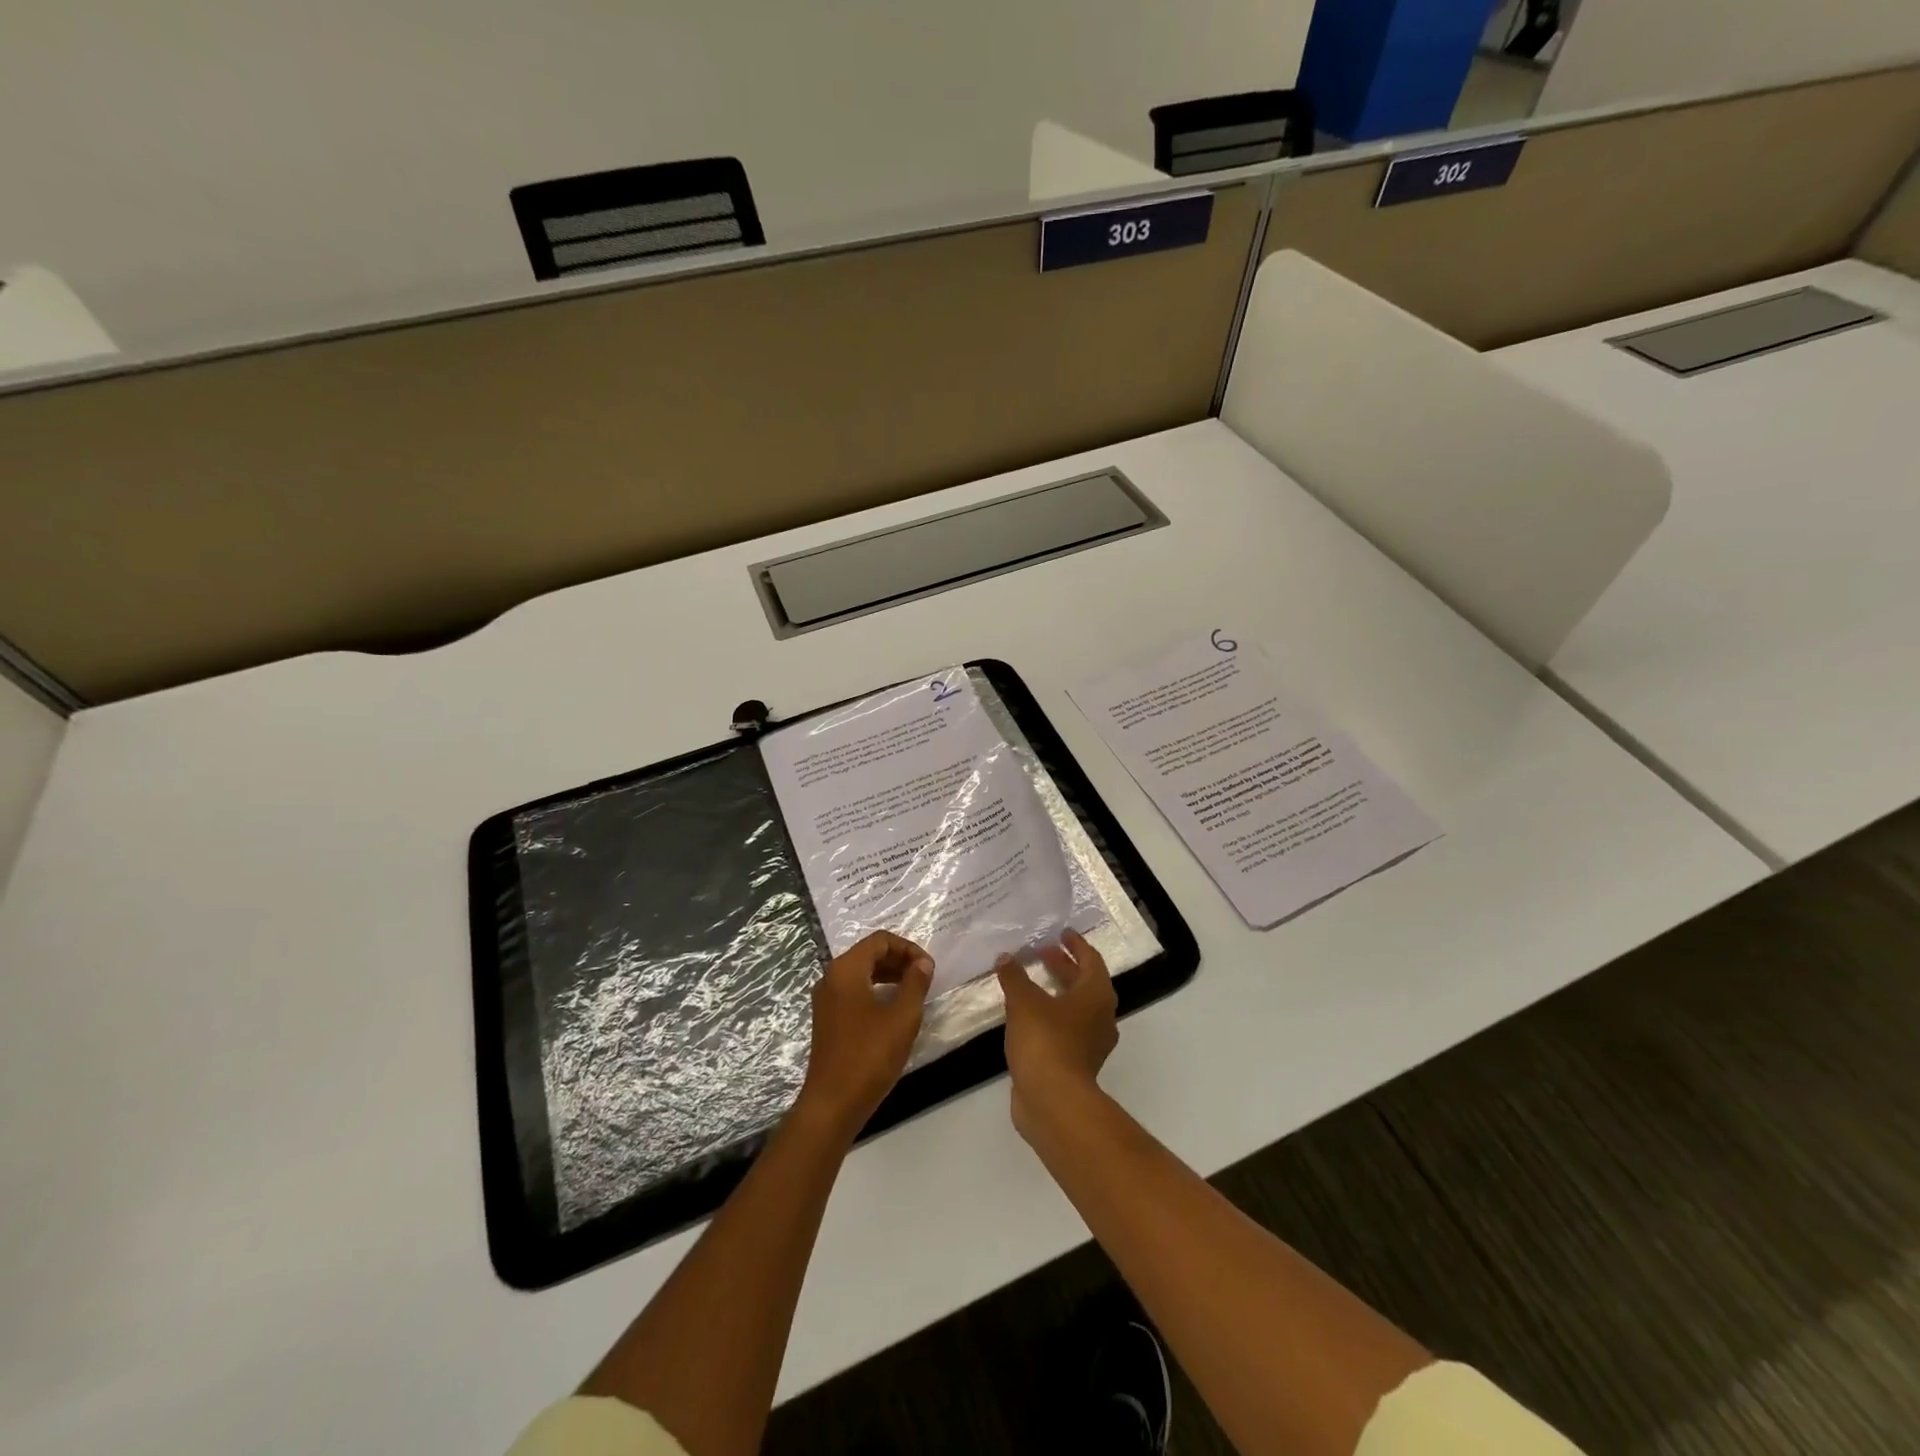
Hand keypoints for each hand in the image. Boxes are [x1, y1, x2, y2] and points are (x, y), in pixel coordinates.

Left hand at [798, 931, 933, 1136]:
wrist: (833, 1103)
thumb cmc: (869, 1056)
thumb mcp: (902, 1017)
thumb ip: (915, 983)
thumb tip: (923, 963)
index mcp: (846, 970)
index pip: (880, 940)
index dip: (908, 948)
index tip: (929, 968)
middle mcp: (831, 977)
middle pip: (868, 953)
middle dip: (899, 959)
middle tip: (924, 977)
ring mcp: (826, 999)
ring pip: (861, 972)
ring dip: (889, 975)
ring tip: (914, 991)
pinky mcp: (827, 1018)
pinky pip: (854, 990)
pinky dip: (876, 990)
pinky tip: (893, 1009)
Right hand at [996, 930, 1117, 1143]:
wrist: (1053, 1101)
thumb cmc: (1046, 1041)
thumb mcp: (1024, 1001)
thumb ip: (1014, 976)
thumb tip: (1005, 957)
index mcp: (1096, 995)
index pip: (1091, 960)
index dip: (1076, 945)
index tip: (1062, 933)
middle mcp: (1100, 1016)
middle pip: (1084, 983)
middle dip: (1063, 966)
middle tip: (1041, 953)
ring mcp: (1090, 1043)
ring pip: (1075, 1008)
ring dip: (1056, 991)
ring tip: (1029, 982)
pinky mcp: (1076, 1063)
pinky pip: (1065, 1029)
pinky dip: (1050, 1015)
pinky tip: (1026, 1015)